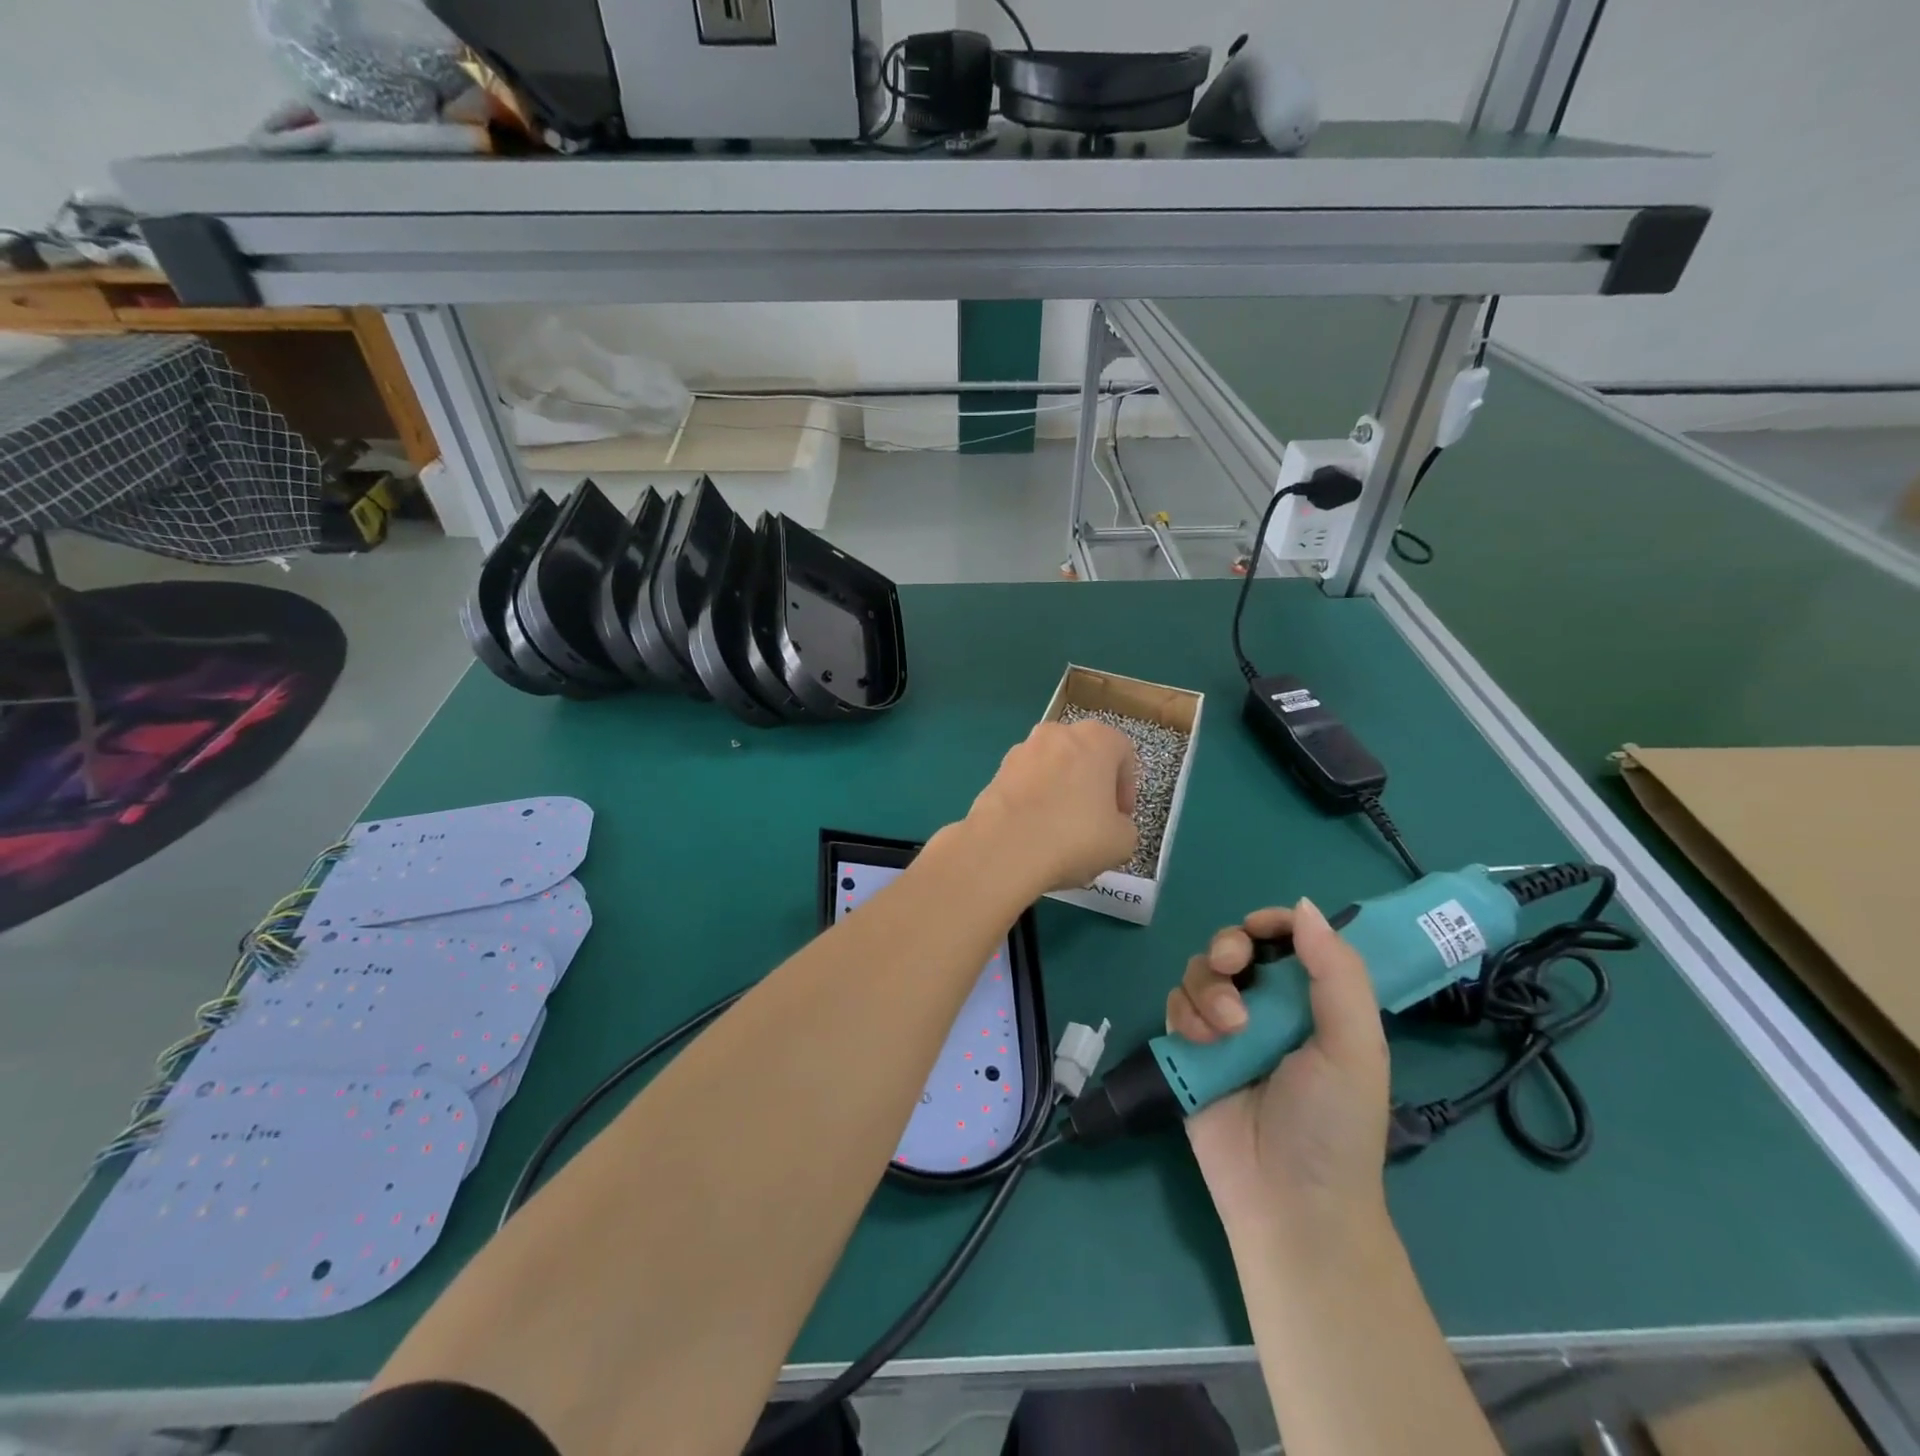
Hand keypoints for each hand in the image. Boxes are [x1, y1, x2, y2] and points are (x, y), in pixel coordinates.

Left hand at [962, 720, 1137, 892]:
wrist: (1004, 848)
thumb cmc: (1074, 836)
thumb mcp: (1123, 841)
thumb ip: (1125, 826)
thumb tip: (1112, 825)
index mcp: (1095, 737)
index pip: (1122, 753)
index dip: (1126, 788)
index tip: (1121, 816)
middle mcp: (1057, 733)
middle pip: (1084, 756)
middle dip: (1092, 785)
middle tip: (1094, 821)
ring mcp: (1021, 750)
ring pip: (1053, 769)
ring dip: (1061, 791)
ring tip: (1060, 830)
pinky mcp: (996, 772)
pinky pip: (1026, 784)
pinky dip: (1034, 801)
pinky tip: (1035, 832)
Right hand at [1167, 900, 1389, 1243]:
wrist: (1287, 1202)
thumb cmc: (1332, 1125)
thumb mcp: (1355, 1047)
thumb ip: (1337, 973)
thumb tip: (1303, 905)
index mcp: (1314, 1003)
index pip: (1290, 940)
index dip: (1272, 923)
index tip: (1260, 929)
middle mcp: (1268, 1007)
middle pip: (1236, 946)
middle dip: (1229, 947)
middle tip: (1233, 966)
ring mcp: (1225, 1028)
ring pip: (1201, 971)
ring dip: (1209, 989)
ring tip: (1227, 1031)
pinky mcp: (1190, 1048)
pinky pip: (1176, 1003)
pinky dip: (1186, 1013)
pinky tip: (1204, 1042)